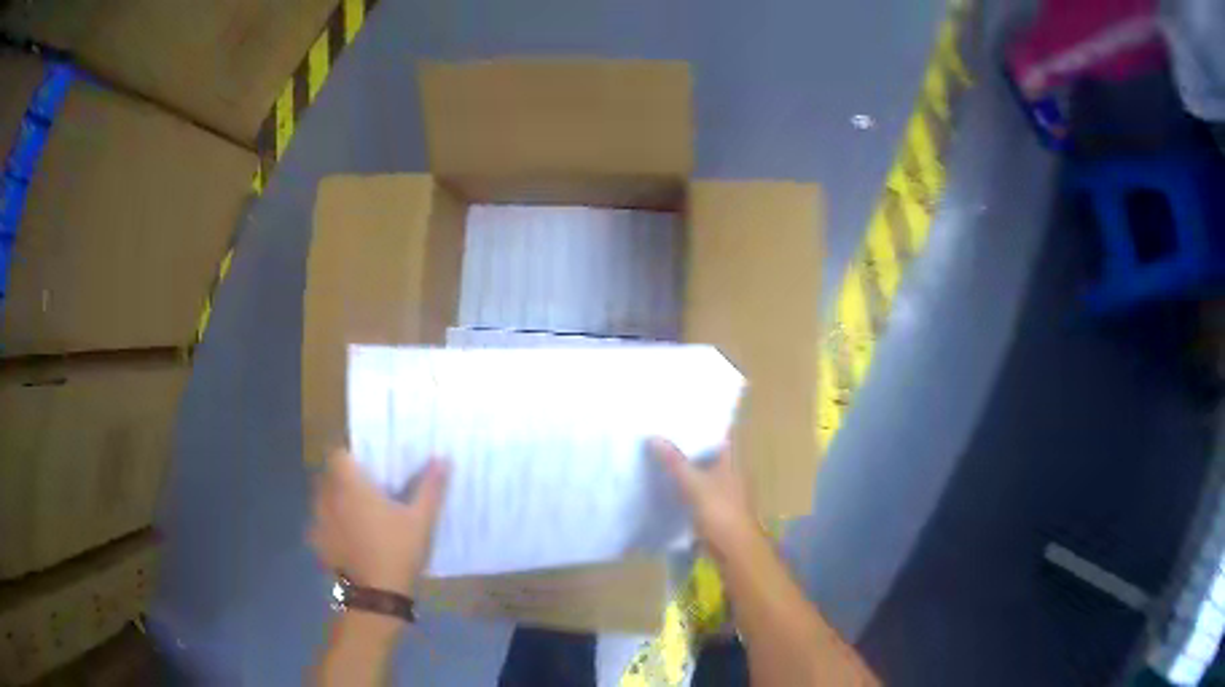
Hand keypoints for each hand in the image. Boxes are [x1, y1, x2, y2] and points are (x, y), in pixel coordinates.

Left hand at [309, 449, 449, 595]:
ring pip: (322, 498)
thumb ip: (430, 487)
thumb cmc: (397, 550)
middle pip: (329, 475)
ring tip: (357, 514)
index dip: (351, 456)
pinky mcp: (316, 542)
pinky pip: (320, 523)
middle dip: (344, 478)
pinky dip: (331, 525)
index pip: (338, 453)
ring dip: (335, 501)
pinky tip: (349, 539)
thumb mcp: (421, 519)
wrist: (376, 595)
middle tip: (367, 490)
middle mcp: (327, 495)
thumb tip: (443, 458)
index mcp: (349, 483)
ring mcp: (317, 519)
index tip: (367, 465)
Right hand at [649, 438, 760, 563]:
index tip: (684, 417)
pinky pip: (698, 494)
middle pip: (709, 456)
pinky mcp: (716, 512)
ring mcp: (724, 494)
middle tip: (663, 435)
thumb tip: (653, 437)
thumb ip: (675, 462)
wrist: (735, 549)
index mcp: (731, 462)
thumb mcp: (694, 484)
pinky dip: (685, 490)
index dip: (704, 426)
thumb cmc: (721, 512)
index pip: (719, 437)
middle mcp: (730, 474)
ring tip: (659, 458)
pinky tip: (667, 488)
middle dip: (689, 448)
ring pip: (702, 475)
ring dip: (686, 470)